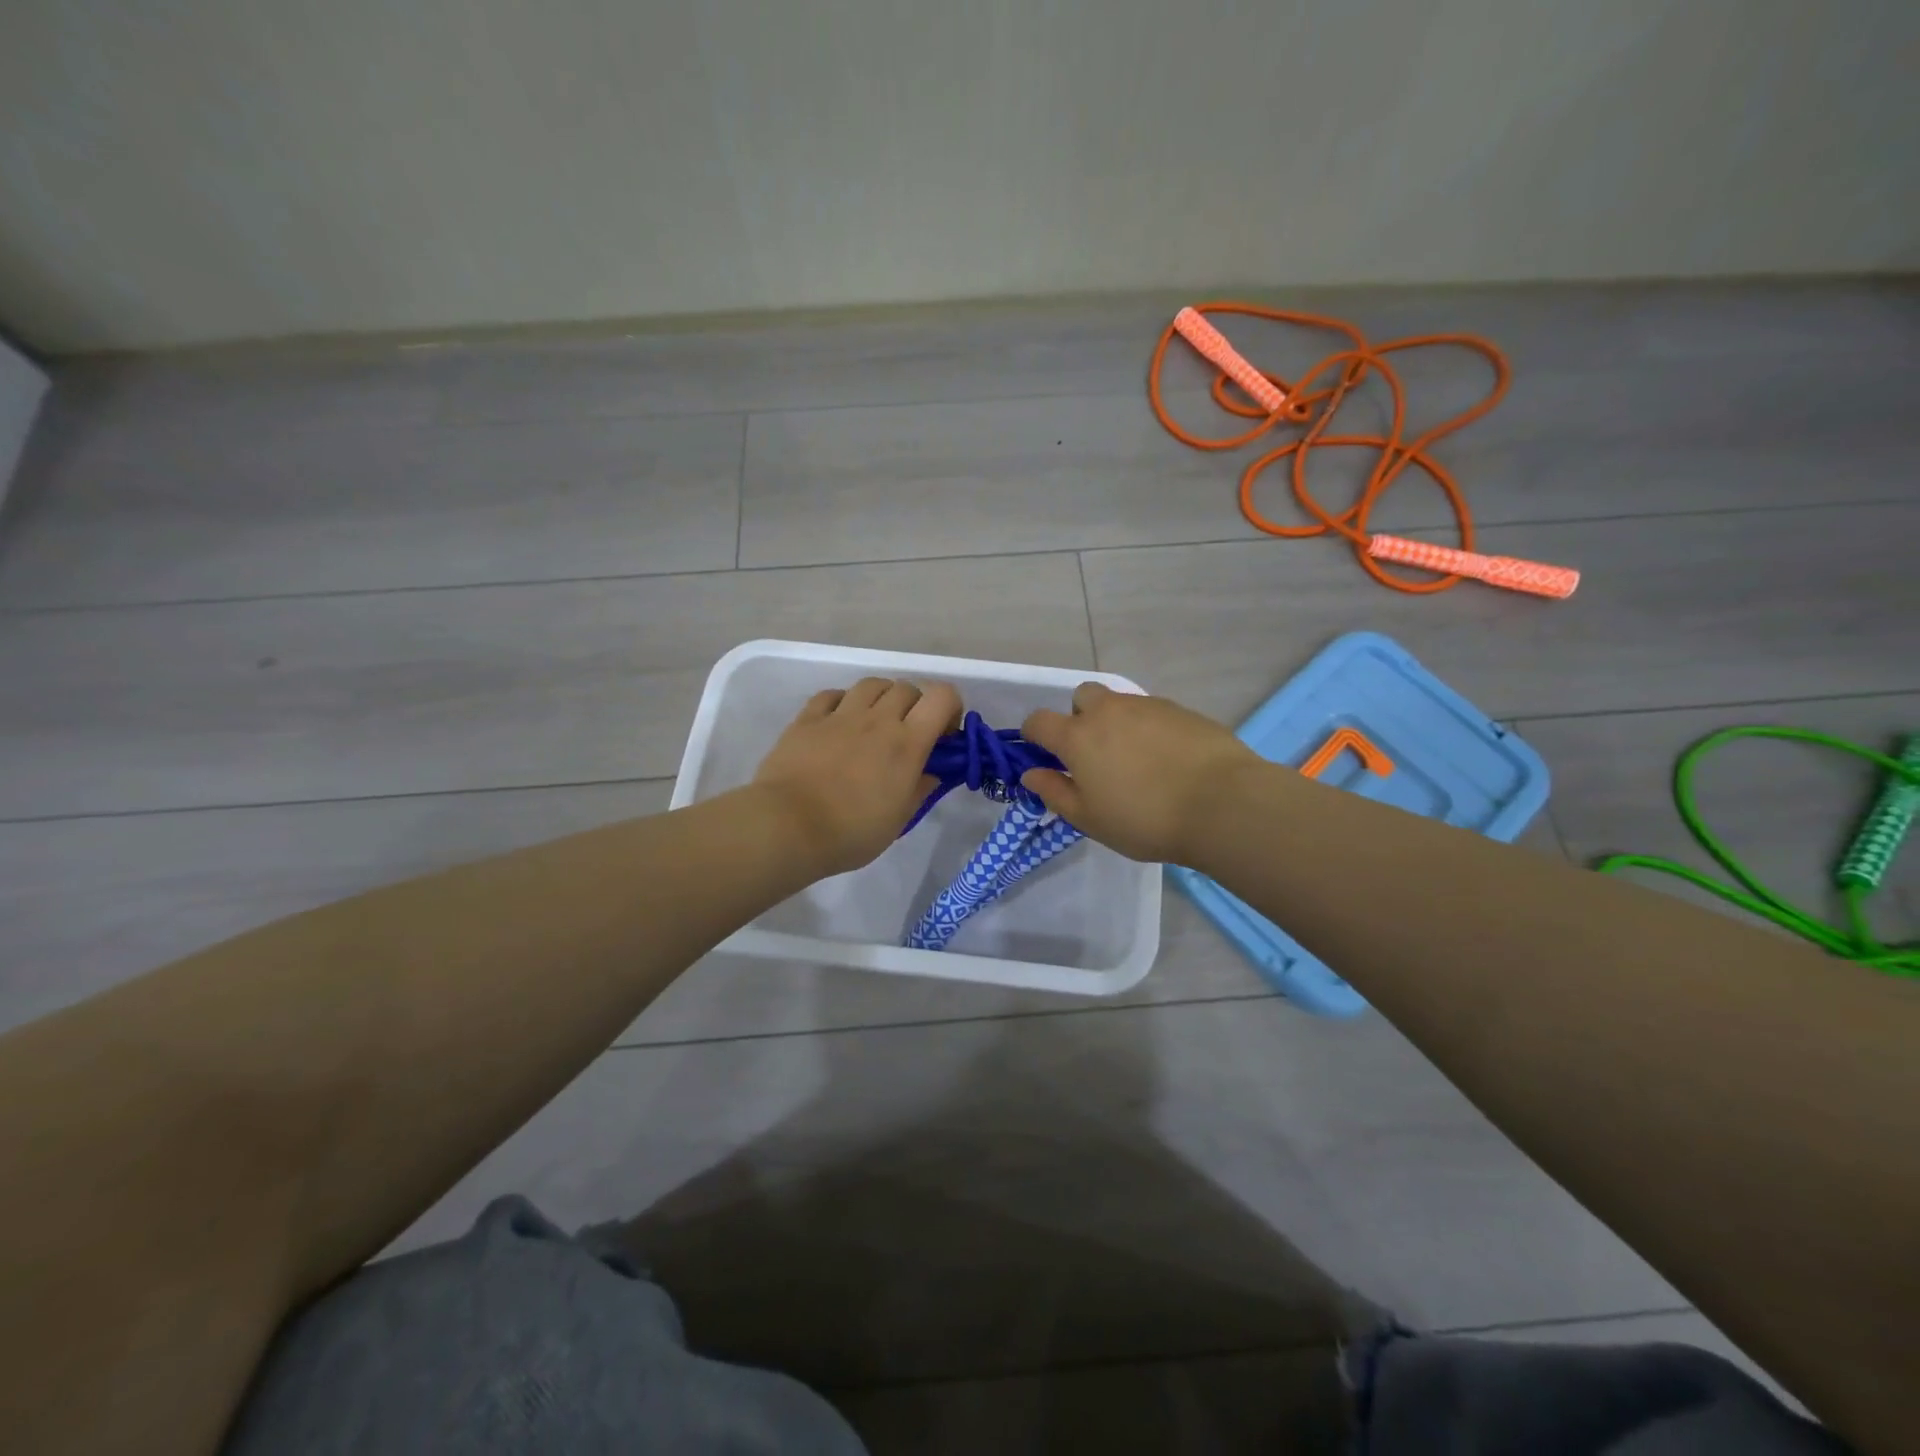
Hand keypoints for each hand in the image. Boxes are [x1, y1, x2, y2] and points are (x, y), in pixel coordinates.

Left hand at [752, 678, 961, 875]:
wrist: (787, 826)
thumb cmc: (850, 831)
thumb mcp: (898, 820)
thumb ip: (919, 790)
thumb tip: (931, 772)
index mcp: (907, 743)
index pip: (942, 697)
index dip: (950, 708)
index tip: (943, 735)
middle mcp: (877, 719)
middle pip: (907, 688)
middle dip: (915, 706)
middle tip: (908, 734)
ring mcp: (840, 715)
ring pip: (871, 684)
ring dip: (881, 698)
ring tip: (874, 723)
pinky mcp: (808, 718)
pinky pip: (832, 695)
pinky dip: (843, 702)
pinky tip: (839, 723)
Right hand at [1020, 683, 1266, 863]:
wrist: (1221, 804)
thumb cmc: (1144, 819)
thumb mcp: (1089, 819)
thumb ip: (1054, 792)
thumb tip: (1031, 773)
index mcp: (1078, 737)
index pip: (1039, 721)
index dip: (1034, 735)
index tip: (1042, 754)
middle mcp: (1109, 711)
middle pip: (1081, 696)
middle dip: (1079, 717)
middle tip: (1094, 753)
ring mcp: (1148, 706)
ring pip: (1120, 703)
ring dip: (1116, 723)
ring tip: (1136, 761)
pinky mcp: (1182, 710)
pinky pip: (1152, 713)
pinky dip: (1149, 729)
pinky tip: (1167, 760)